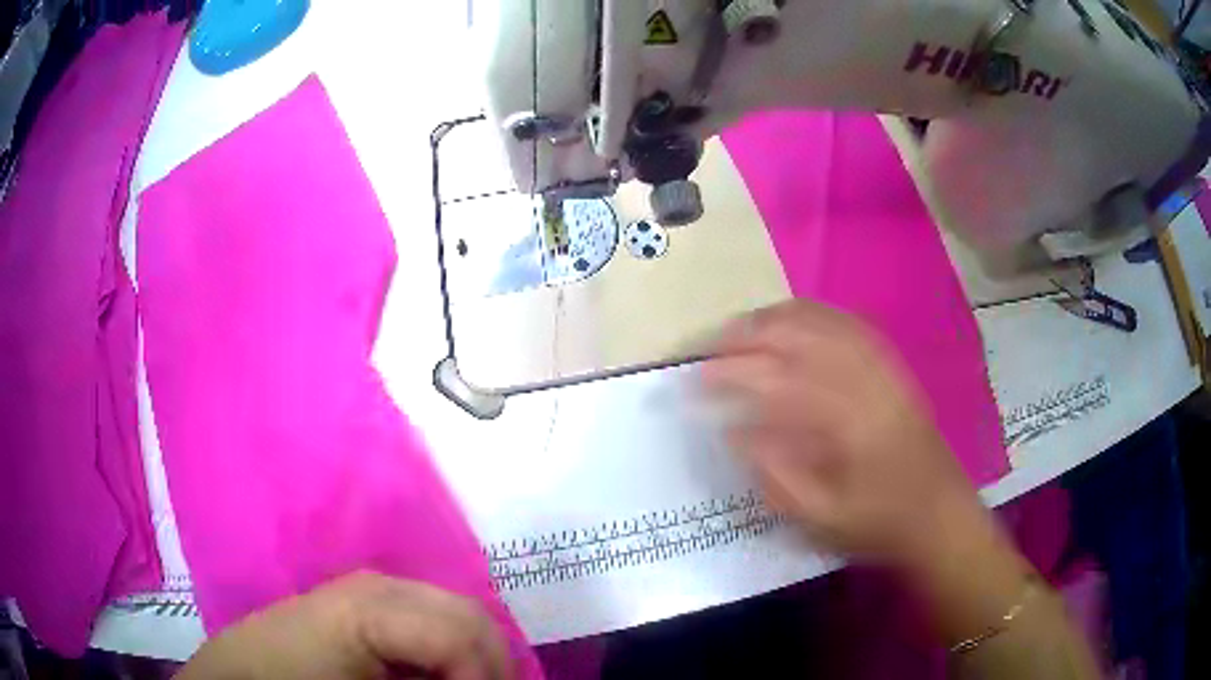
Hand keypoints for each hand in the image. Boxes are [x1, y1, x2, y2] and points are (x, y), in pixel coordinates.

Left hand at [177, 571, 515, 679]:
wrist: (242, 674)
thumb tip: (470, 679)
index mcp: (370, 606)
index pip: (462, 632)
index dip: (487, 676)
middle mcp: (379, 583)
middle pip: (472, 615)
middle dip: (492, 666)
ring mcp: (374, 587)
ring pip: (459, 615)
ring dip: (476, 658)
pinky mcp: (369, 601)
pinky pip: (434, 620)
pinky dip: (452, 653)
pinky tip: (438, 677)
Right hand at [702, 300, 982, 567]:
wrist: (939, 515)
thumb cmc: (879, 524)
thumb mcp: (820, 518)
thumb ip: (775, 473)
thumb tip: (733, 431)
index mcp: (846, 422)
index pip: (776, 381)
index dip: (730, 373)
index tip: (694, 379)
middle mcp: (864, 380)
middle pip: (799, 335)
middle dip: (747, 333)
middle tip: (708, 345)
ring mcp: (881, 367)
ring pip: (822, 321)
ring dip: (775, 318)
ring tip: (739, 328)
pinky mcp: (891, 366)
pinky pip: (848, 324)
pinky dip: (812, 315)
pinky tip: (791, 321)